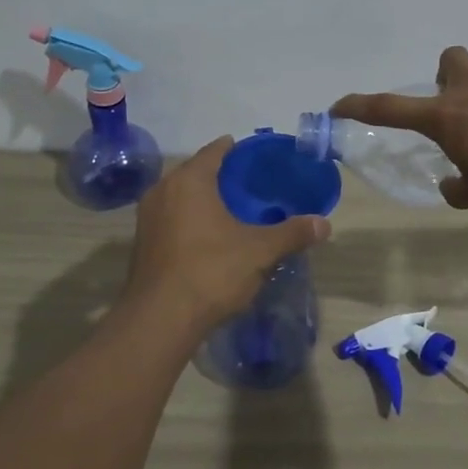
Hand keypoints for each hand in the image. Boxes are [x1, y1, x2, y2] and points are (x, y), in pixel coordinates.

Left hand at [124, 137, 331, 331]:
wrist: (160, 319)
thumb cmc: (211, 271)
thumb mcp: (260, 251)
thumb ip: (292, 233)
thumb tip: (324, 224)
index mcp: (189, 181)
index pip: (213, 151)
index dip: (233, 149)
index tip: (251, 153)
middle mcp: (162, 191)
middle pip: (194, 173)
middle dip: (219, 176)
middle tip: (248, 184)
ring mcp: (147, 218)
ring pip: (180, 197)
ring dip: (202, 199)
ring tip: (230, 209)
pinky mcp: (142, 244)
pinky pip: (171, 219)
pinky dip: (189, 220)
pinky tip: (209, 236)